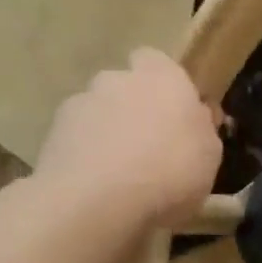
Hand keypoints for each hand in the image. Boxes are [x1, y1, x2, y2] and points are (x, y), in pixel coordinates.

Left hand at [36, 50, 221, 226]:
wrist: (98, 201)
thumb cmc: (171, 171)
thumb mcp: (210, 156)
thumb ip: (201, 129)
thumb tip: (196, 117)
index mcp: (163, 77)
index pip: (156, 61)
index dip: (163, 85)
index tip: (173, 114)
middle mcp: (117, 79)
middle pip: (124, 87)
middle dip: (132, 110)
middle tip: (147, 148)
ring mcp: (80, 104)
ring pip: (97, 114)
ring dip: (106, 134)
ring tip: (118, 176)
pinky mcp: (51, 134)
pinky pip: (74, 141)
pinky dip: (83, 156)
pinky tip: (95, 188)